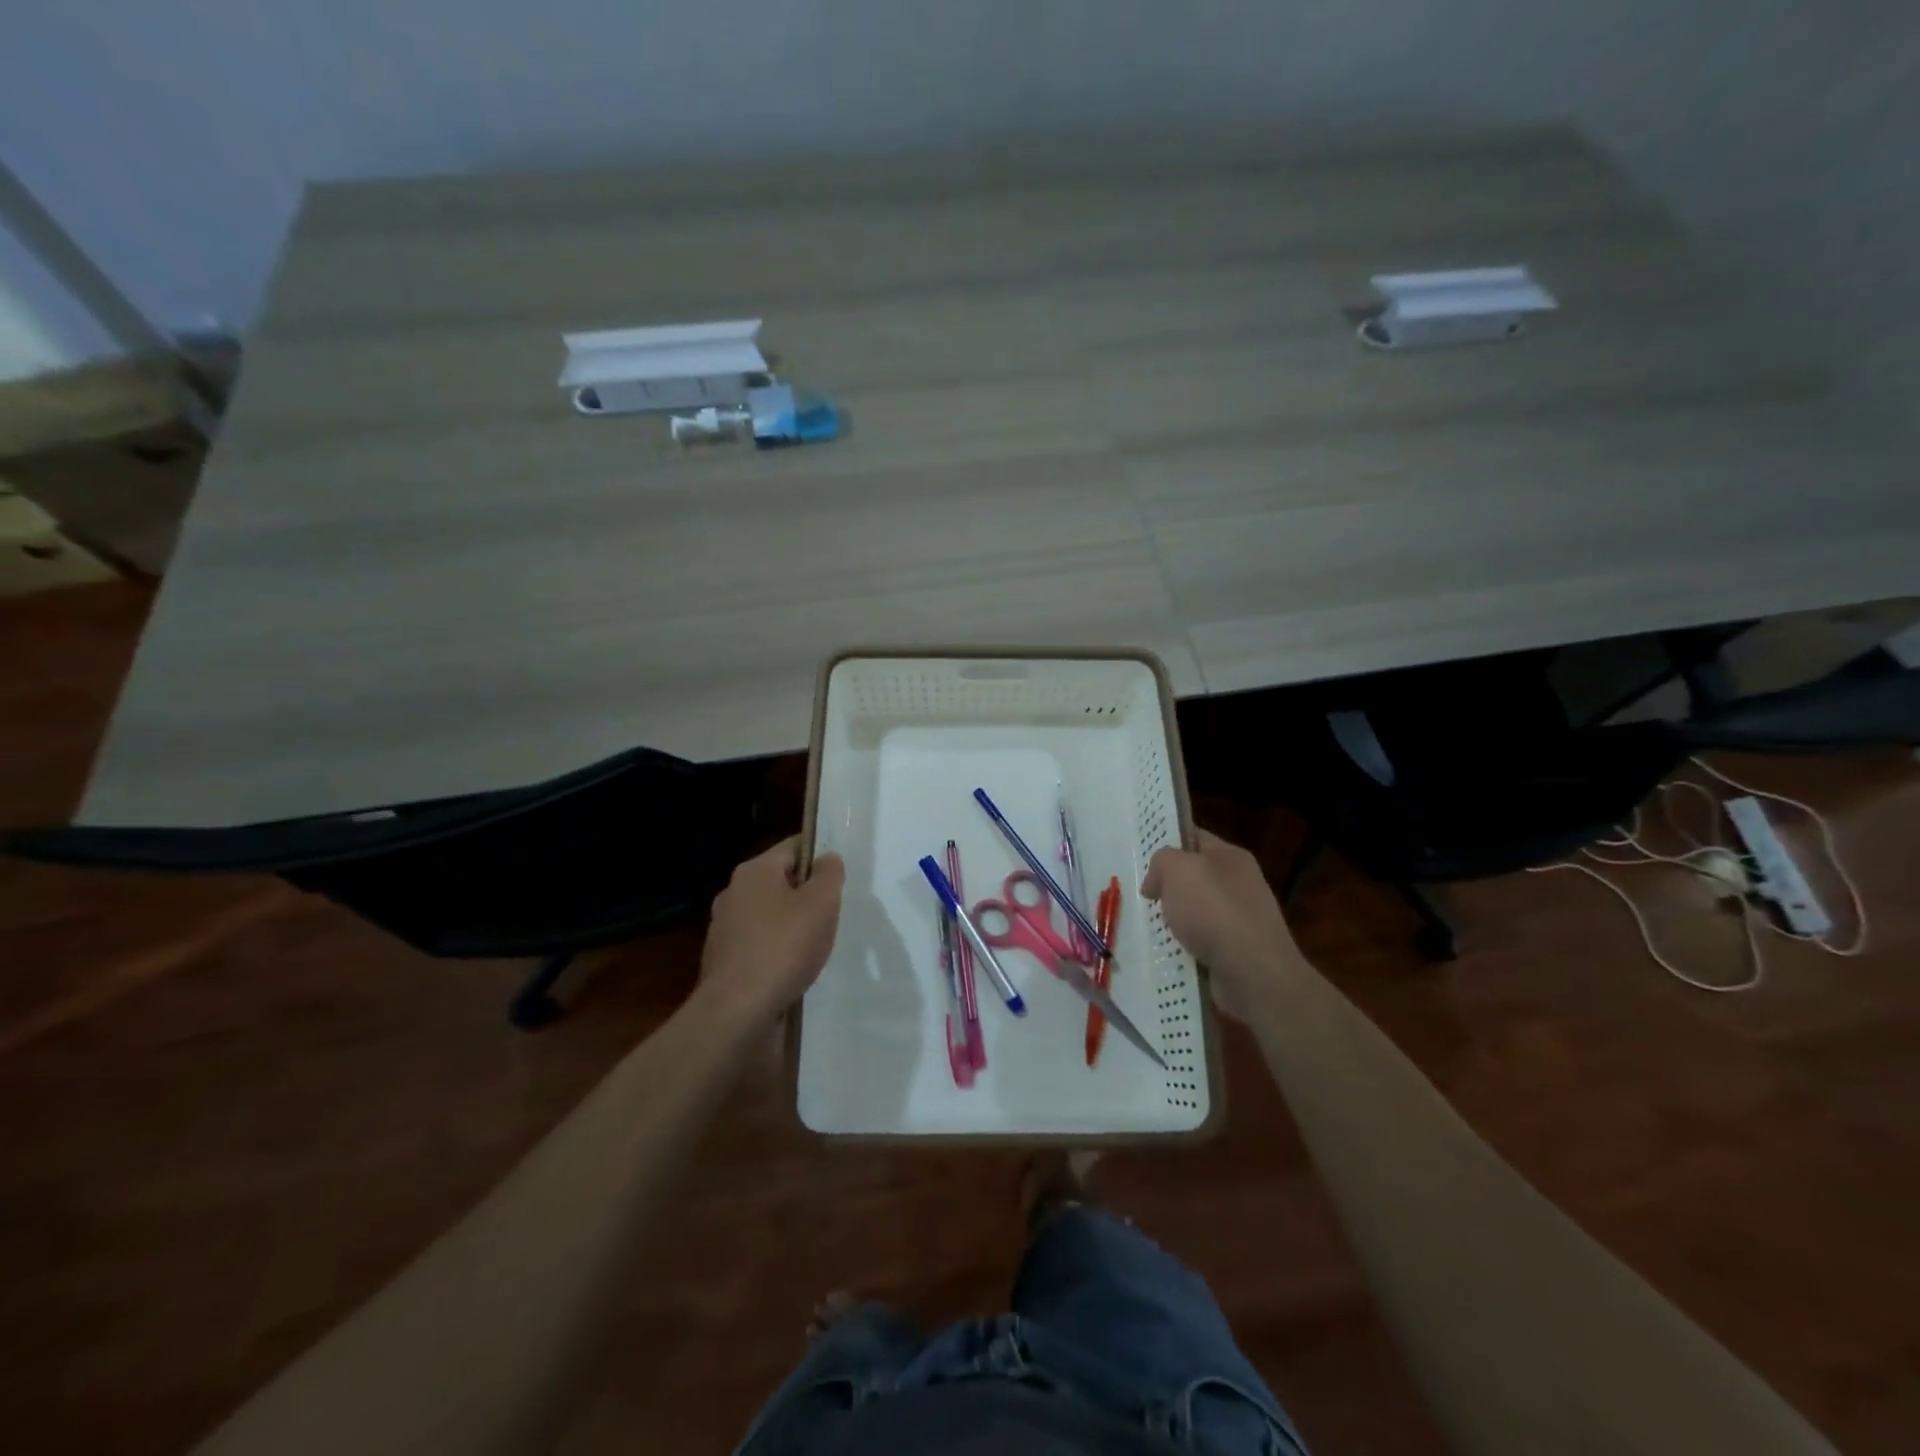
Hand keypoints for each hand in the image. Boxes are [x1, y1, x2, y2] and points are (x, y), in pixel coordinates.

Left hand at [698, 839, 845, 1023]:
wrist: (737, 1011)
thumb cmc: (783, 947)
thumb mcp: (821, 903)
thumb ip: (829, 874)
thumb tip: (828, 858)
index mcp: (754, 871)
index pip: (793, 847)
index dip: (820, 856)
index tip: (840, 877)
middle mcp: (733, 892)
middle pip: (780, 881)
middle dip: (807, 894)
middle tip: (833, 912)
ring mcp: (724, 927)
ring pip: (769, 914)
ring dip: (792, 924)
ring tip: (817, 944)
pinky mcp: (723, 959)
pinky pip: (758, 943)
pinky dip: (777, 950)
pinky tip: (793, 968)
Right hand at [1141, 830, 1301, 1020]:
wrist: (1253, 972)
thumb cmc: (1214, 910)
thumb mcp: (1177, 869)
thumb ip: (1161, 861)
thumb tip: (1156, 883)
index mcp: (1231, 856)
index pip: (1194, 838)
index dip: (1168, 842)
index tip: (1143, 857)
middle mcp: (1240, 883)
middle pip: (1194, 876)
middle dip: (1168, 886)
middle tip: (1144, 895)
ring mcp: (1241, 919)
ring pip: (1196, 911)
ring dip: (1175, 920)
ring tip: (1150, 927)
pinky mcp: (1237, 951)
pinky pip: (1202, 941)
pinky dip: (1185, 946)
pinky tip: (1170, 952)